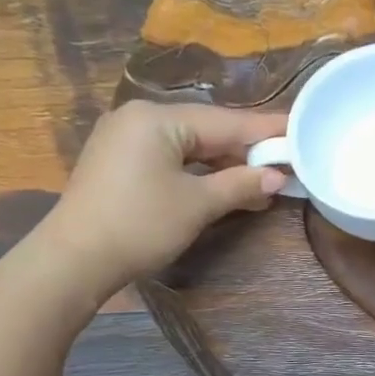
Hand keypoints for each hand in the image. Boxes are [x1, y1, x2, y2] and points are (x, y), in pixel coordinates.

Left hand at [46, 101, 286, 282]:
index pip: (225, 121)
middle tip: (284, 162)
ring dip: (223, 165)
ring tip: (260, 182)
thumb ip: (240, 185)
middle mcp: (139, 117)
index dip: (265, 130)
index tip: (298, 130)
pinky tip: (222, 186)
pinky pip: (169, 157)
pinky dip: (198, 172)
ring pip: (188, 145)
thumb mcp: (197, 204)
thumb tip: (277, 177)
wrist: (76, 258)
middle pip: (206, 129)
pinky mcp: (118, 162)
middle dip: (245, 150)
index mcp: (158, 118)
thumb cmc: (141, 225)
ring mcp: (124, 138)